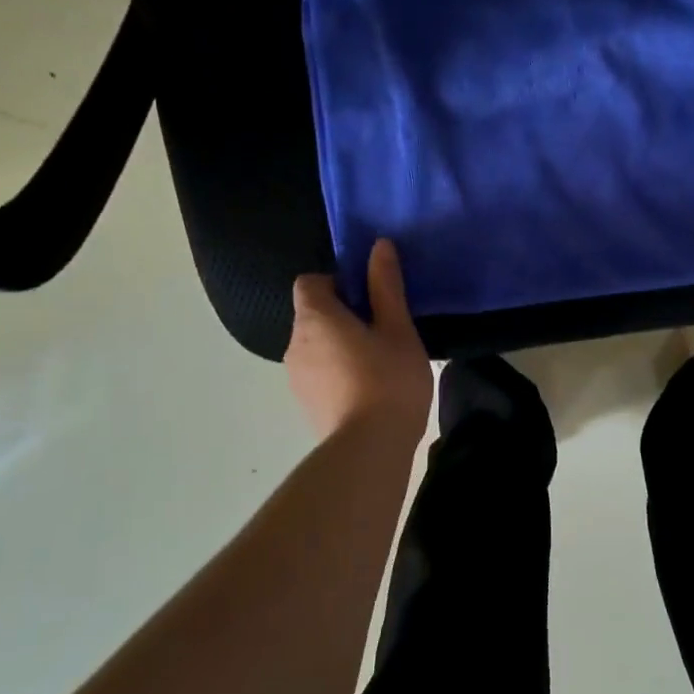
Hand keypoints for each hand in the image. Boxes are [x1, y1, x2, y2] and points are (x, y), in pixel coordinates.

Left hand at [286, 239, 432, 441]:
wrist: (369, 448)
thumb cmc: (388, 380)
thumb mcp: (398, 329)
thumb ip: (386, 286)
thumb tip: (379, 245)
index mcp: (315, 317)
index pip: (310, 282)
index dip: (338, 283)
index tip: (369, 300)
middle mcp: (294, 342)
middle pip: (313, 315)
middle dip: (342, 317)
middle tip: (383, 333)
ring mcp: (295, 377)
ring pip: (316, 347)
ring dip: (339, 347)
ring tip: (378, 366)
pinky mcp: (304, 403)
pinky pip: (318, 374)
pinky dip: (336, 374)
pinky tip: (367, 392)